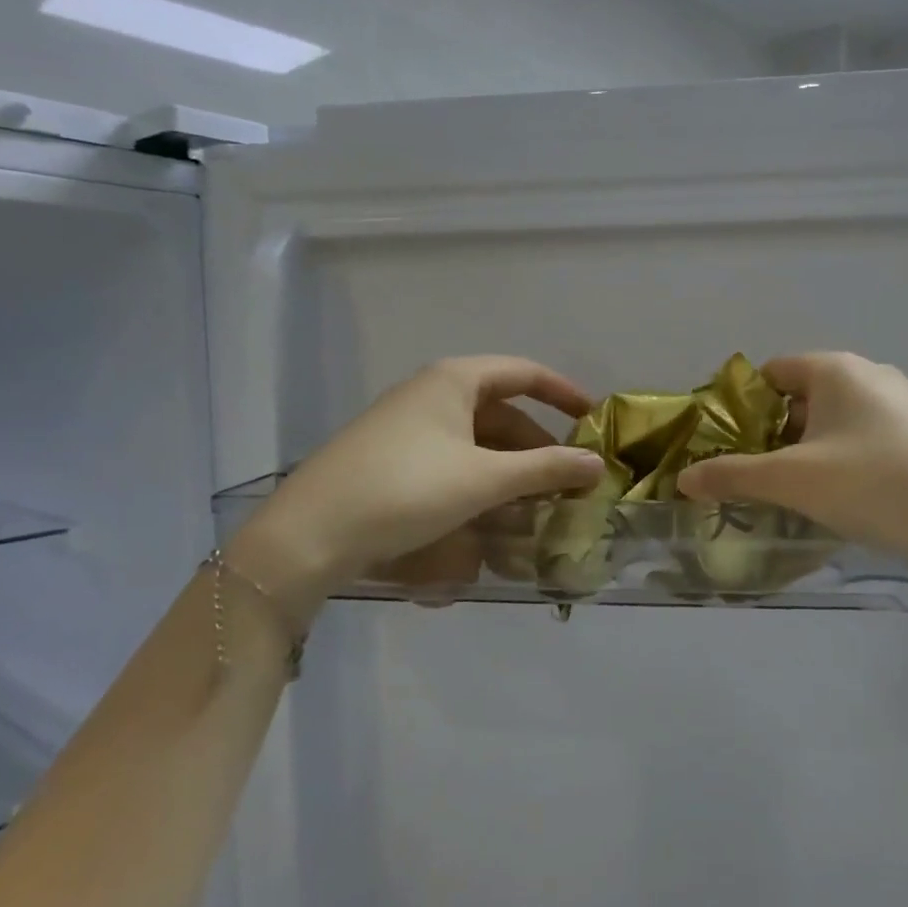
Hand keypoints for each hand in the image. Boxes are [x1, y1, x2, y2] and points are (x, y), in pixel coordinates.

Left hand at [228, 357, 603, 619]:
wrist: (310, 533)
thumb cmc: (407, 490)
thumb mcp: (485, 480)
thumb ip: (545, 469)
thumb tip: (597, 463)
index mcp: (454, 380)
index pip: (524, 373)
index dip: (563, 393)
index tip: (593, 419)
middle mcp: (430, 393)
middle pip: (501, 411)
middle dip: (537, 445)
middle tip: (567, 479)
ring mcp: (406, 425)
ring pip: (475, 440)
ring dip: (509, 468)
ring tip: (534, 504)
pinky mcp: (390, 458)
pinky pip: (450, 459)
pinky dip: (478, 480)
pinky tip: (489, 514)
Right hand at [674, 353, 907, 574]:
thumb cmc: (876, 485)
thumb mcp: (794, 482)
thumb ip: (734, 476)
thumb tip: (684, 478)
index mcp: (836, 370)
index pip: (771, 372)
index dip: (741, 406)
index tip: (726, 445)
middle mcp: (871, 374)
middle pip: (802, 397)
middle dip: (774, 434)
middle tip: (757, 476)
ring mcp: (906, 404)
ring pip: (836, 421)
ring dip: (809, 451)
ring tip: (799, 494)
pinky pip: (869, 438)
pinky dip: (846, 460)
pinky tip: (851, 500)